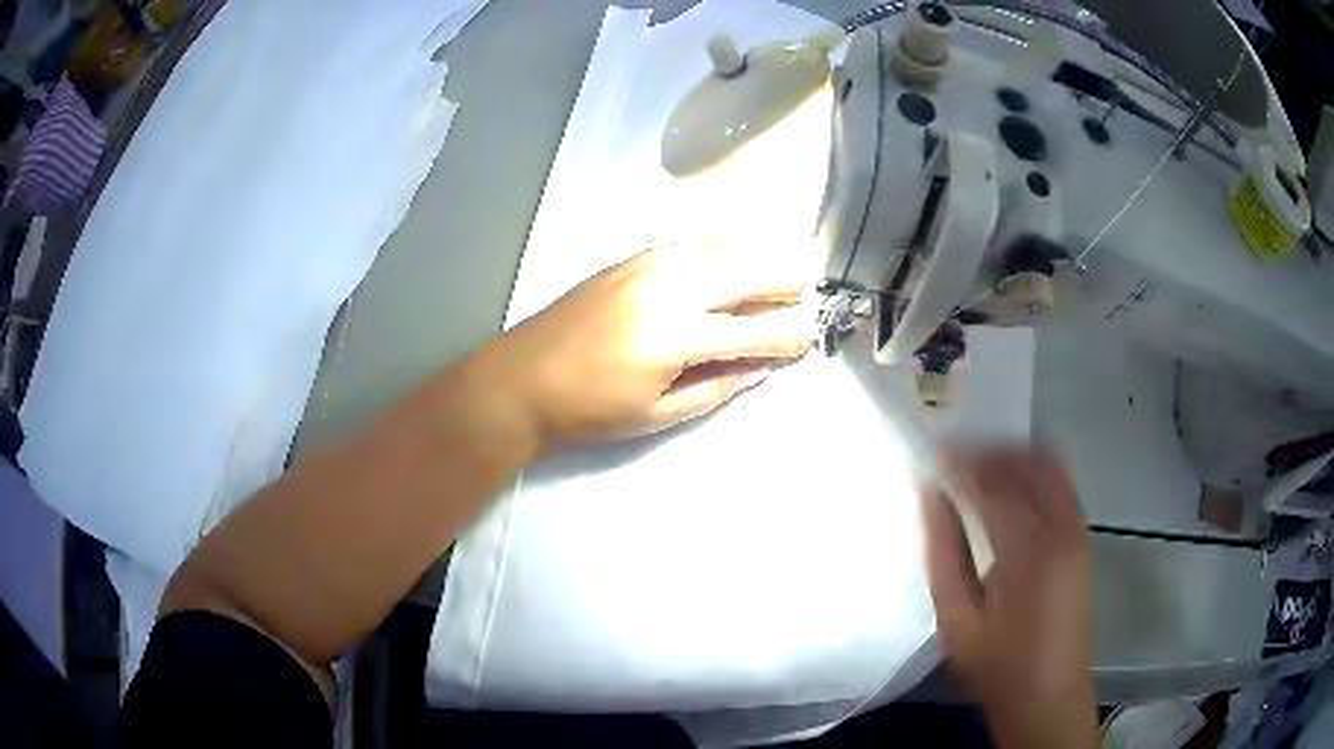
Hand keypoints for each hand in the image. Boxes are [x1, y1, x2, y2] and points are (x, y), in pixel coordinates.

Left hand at [472, 237, 814, 453]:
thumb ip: (716, 387)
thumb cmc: (590, 409)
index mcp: (676, 337)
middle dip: (784, 282)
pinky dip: (720, 247)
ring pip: (720, 247)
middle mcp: (669, 288)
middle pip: (746, 272)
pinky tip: (731, 257)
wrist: (522, 378)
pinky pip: (690, 243)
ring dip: (757, 256)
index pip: (752, 331)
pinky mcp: (631, 258)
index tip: (807, 340)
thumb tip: (759, 367)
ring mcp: (648, 266)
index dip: (786, 336)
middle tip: (804, 295)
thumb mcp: (657, 413)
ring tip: (778, 270)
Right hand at [920, 448, 1097, 748]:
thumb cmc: (996, 664)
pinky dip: (1033, 471)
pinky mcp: (1082, 537)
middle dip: (988, 450)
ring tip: (976, 466)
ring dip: (1011, 456)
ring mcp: (1077, 529)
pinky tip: (1009, 484)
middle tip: (952, 456)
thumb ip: (943, 552)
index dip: (960, 463)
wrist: (1049, 693)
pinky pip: (1060, 483)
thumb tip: (930, 495)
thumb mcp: (956, 619)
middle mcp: (1061, 528)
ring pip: (1048, 465)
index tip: (931, 453)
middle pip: (1026, 462)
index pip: (992, 484)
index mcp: (1028, 551)